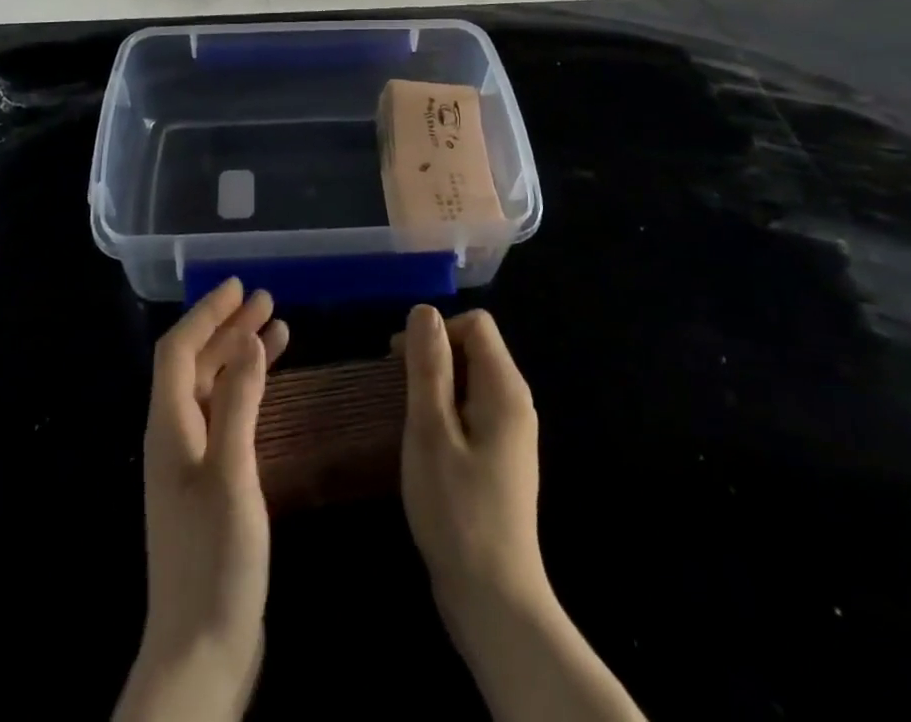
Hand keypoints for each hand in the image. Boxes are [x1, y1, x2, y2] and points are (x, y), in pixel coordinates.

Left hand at [115, 279, 288, 721]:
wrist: (201, 653)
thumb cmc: (215, 560)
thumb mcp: (232, 474)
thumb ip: (238, 403)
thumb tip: (248, 341)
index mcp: (169, 428)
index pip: (178, 351)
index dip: (205, 314)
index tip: (237, 286)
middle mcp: (174, 436)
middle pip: (195, 365)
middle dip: (227, 328)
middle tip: (266, 299)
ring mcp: (191, 463)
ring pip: (213, 389)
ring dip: (240, 356)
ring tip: (278, 329)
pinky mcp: (210, 485)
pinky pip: (226, 416)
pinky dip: (247, 391)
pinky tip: (272, 386)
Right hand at [399, 307, 646, 721]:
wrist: (493, 601)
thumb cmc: (457, 511)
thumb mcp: (431, 431)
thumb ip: (429, 367)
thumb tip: (424, 310)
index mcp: (505, 389)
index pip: (475, 324)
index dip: (436, 330)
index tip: (400, 360)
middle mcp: (515, 402)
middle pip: (474, 348)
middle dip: (433, 356)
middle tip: (395, 388)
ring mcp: (510, 432)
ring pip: (470, 379)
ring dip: (436, 384)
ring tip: (406, 416)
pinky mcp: (500, 457)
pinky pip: (472, 409)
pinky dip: (445, 410)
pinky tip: (424, 442)